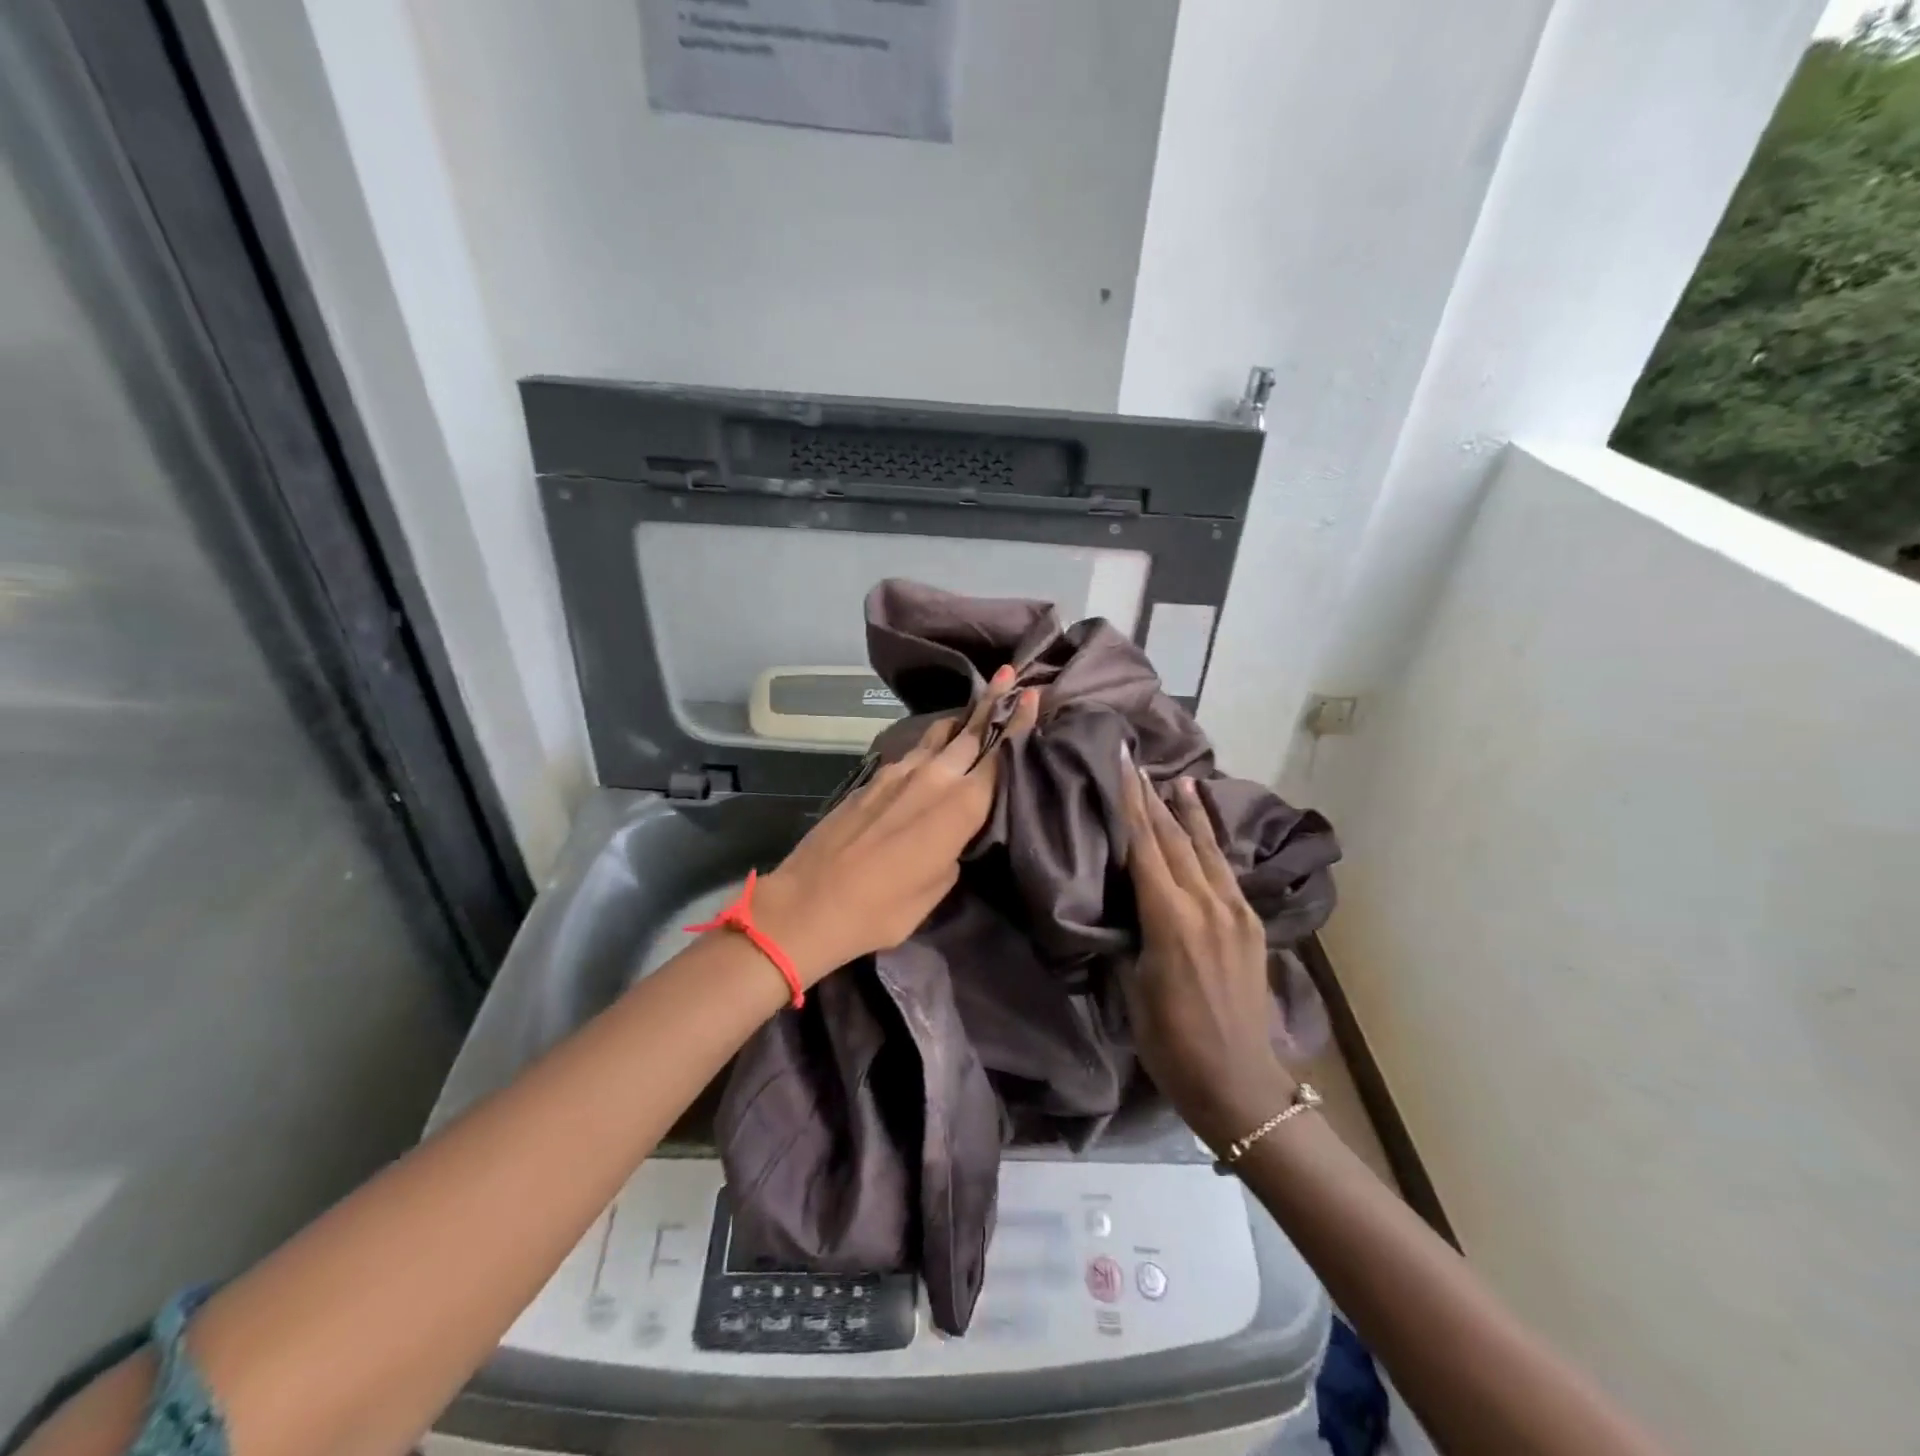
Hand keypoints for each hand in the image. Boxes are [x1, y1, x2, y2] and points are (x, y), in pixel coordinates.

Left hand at [754, 671, 1039, 985]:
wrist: (810, 902)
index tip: (1034, 695)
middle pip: (970, 732)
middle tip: (1008, 675)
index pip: (1000, 756)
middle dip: (992, 704)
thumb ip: (955, 850)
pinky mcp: (872, 780)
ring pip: (938, 736)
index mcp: (960, 806)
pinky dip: (930, 744)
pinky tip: (932, 750)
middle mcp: (933, 778)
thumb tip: (953, 834)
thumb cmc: (883, 908)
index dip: (1019, 725)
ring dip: (960, 720)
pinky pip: (913, 752)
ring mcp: (898, 774)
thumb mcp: (937, 887)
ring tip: (975, 705)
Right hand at [1118, 753, 1298, 1151]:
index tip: (1123, 763)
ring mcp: (1235, 911)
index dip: (1131, 802)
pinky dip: (1211, 843)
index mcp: (1170, 920)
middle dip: (1153, 797)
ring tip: (1177, 779)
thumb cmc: (1171, 1045)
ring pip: (1205, 848)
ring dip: (1188, 812)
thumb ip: (1129, 935)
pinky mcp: (1251, 924)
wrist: (1240, 1083)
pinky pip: (1226, 871)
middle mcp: (1206, 904)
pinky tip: (1205, 830)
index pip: (1144, 846)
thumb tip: (1121, 903)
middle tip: (1137, 761)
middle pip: (1173, 838)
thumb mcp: (1132, 989)